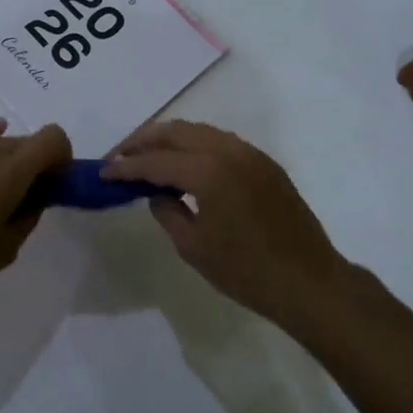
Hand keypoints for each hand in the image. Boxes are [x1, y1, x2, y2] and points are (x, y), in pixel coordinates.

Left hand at [0, 119, 71, 315]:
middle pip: (23, 140)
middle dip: (34, 162)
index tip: (55, 181)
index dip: (61, 156)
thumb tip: (36, 196)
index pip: (52, 137)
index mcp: (8, 172)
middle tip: (26, 193)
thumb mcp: (6, 248)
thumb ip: (29, 213)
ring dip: (5, 158)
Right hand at [104, 121, 347, 328]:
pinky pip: (221, 141)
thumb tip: (158, 193)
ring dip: (171, 139)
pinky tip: (186, 163)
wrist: (308, 281)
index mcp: (208, 172)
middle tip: (121, 154)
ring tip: (149, 154)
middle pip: (176, 132)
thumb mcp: (193, 248)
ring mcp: (250, 153)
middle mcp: (228, 151)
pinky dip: (196, 145)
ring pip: (200, 131)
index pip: (156, 161)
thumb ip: (168, 212)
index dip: (126, 166)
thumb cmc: (246, 272)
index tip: (104, 171)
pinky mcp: (264, 163)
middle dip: (145, 140)